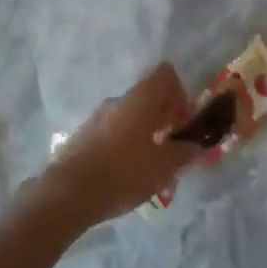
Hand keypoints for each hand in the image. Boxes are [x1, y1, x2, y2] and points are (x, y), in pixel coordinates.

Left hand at [41, 62, 195, 225]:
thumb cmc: (123, 173)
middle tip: (172, 149)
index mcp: (141, 98)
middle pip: (149, 96)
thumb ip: (185, 152)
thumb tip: (197, 145)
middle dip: (164, 119)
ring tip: (150, 167)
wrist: (69, 193)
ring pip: (131, 116)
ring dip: (145, 133)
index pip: (166, 74)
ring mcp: (98, 116)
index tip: (182, 123)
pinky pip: (113, 131)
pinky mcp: (83, 135)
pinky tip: (126, 173)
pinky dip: (125, 144)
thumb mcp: (164, 166)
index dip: (180, 94)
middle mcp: (118, 100)